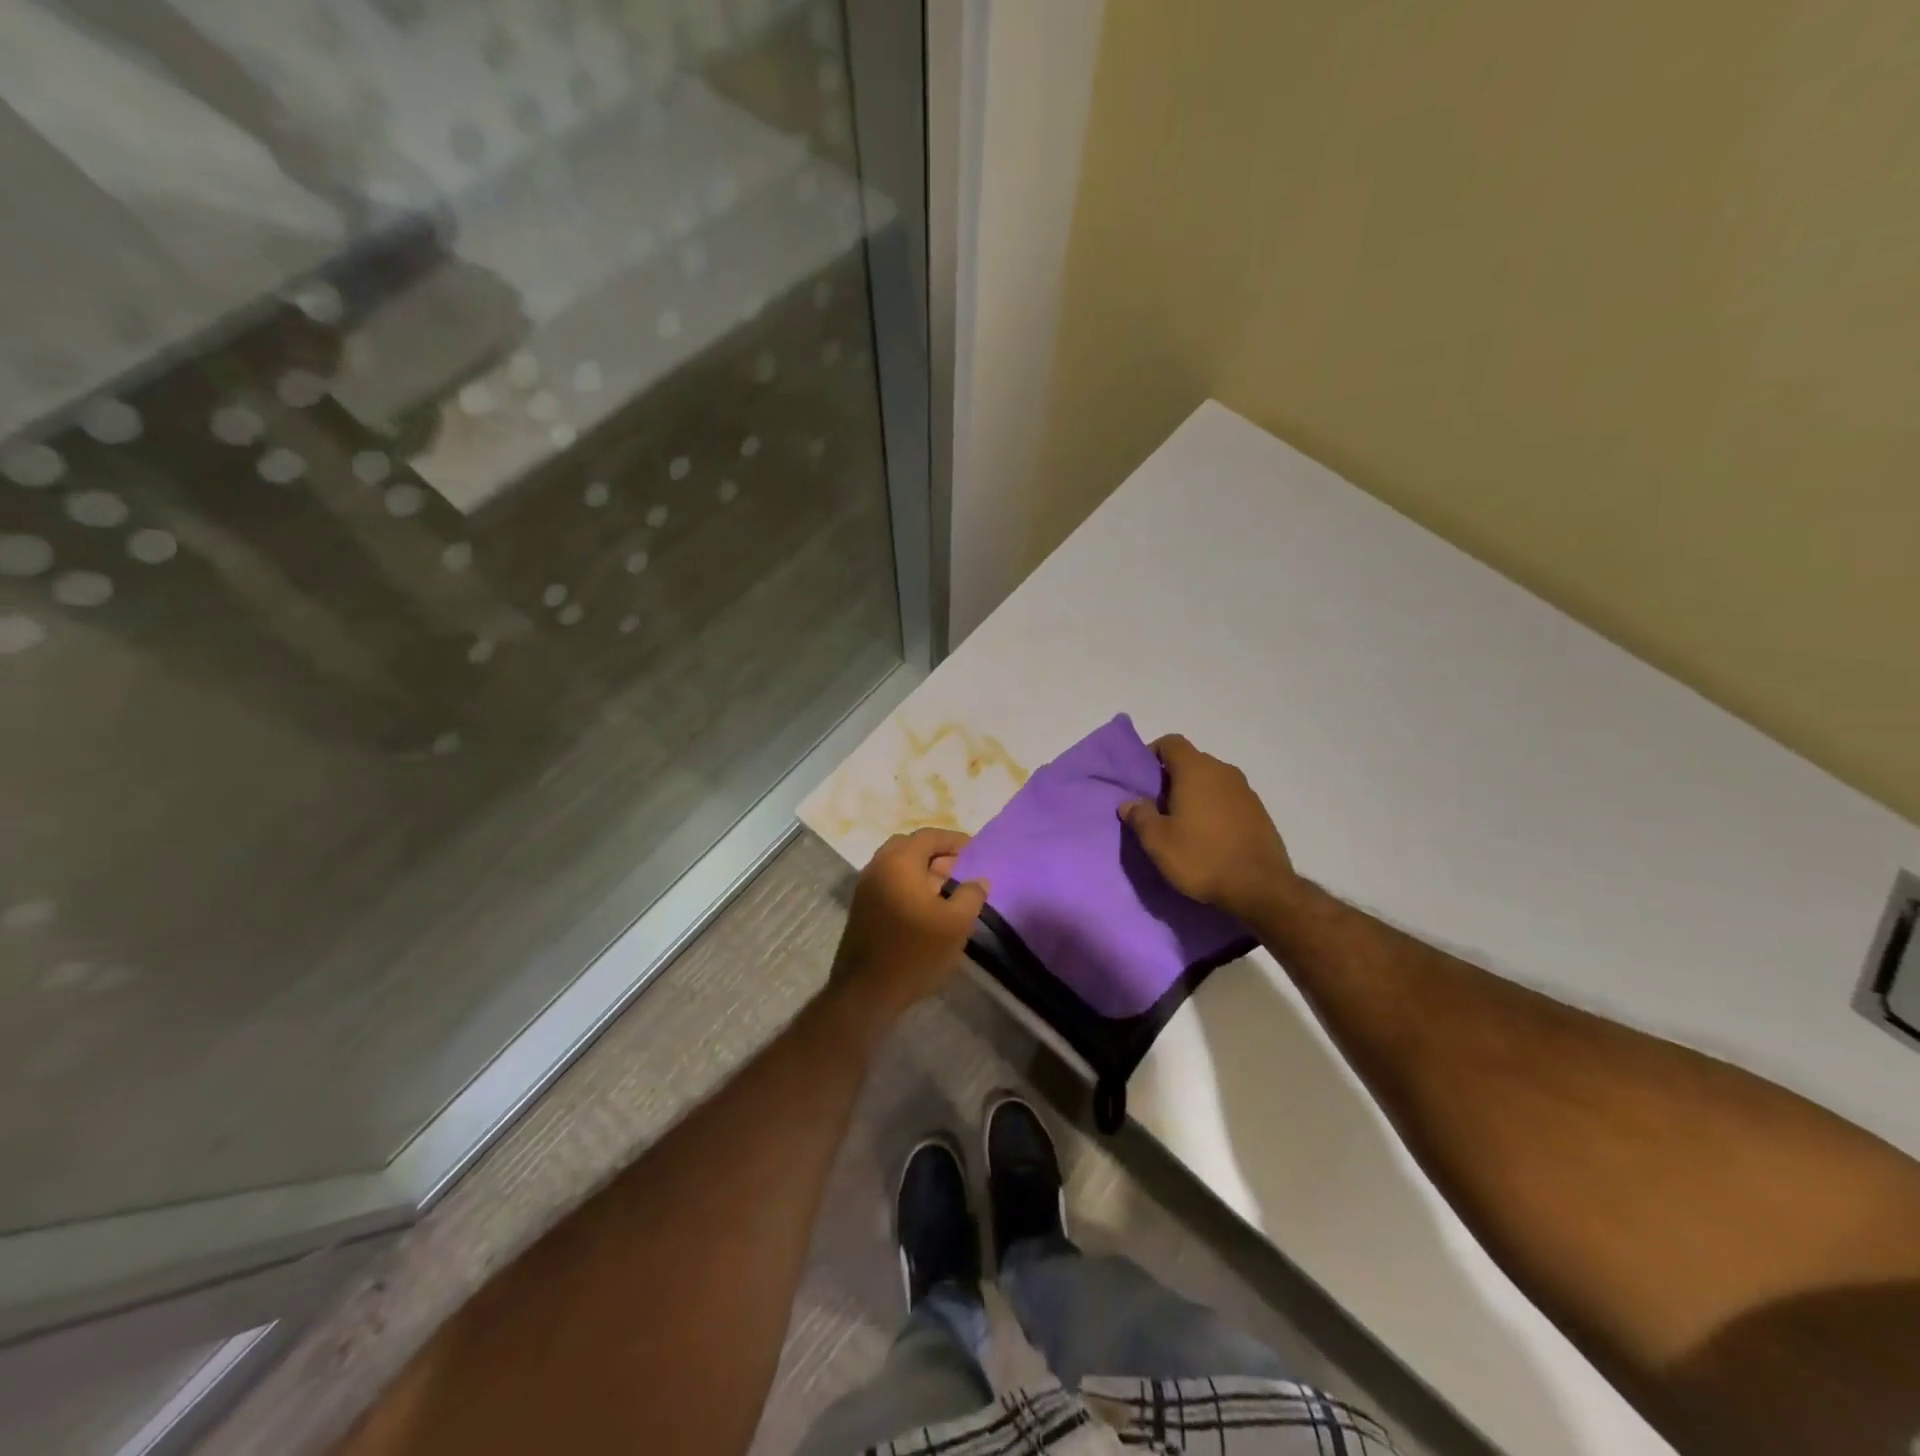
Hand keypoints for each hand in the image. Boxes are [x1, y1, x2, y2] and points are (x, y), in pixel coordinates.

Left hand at [829, 828, 987, 1028]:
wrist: (867, 991)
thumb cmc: (916, 952)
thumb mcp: (956, 924)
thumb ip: (971, 895)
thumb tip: (979, 879)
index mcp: (899, 862)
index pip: (929, 836)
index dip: (954, 840)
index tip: (974, 851)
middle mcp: (878, 866)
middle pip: (910, 847)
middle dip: (936, 854)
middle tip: (959, 870)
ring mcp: (865, 887)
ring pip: (897, 865)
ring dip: (922, 871)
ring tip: (947, 891)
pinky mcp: (861, 907)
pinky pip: (889, 882)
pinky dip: (908, 884)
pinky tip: (926, 908)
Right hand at [1120, 734, 1300, 922]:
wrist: (1260, 888)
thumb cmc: (1202, 857)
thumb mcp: (1158, 842)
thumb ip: (1140, 816)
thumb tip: (1129, 803)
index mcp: (1196, 770)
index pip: (1171, 743)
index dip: (1153, 754)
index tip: (1142, 778)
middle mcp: (1223, 771)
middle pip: (1191, 762)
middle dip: (1172, 778)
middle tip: (1157, 806)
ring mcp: (1245, 791)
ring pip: (1211, 781)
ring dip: (1195, 794)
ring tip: (1182, 823)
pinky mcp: (1259, 812)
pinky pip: (1228, 799)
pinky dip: (1214, 808)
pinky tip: (1208, 836)